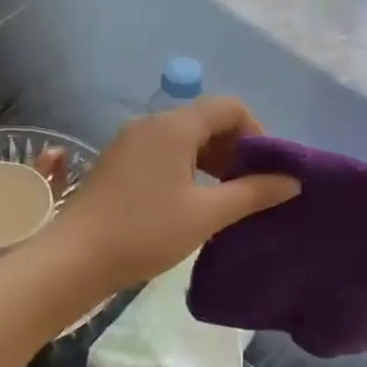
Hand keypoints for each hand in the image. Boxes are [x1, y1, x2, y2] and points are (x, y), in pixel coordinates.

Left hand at [46, 97, 298, 293]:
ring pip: (185, 137)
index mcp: (173, 127)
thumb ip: (253, 193)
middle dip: (236, 147)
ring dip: (212, 159)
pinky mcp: (118, 162)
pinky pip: (164, 152)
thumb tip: (292, 181)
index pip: (229, 107)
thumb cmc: (145, 232)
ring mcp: (130, 142)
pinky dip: (188, 167)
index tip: (266, 169)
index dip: (257, 132)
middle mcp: (151, 124)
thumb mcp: (206, 214)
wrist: (73, 260)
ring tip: (225, 196)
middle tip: (250, 186)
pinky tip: (192, 200)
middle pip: (207, 119)